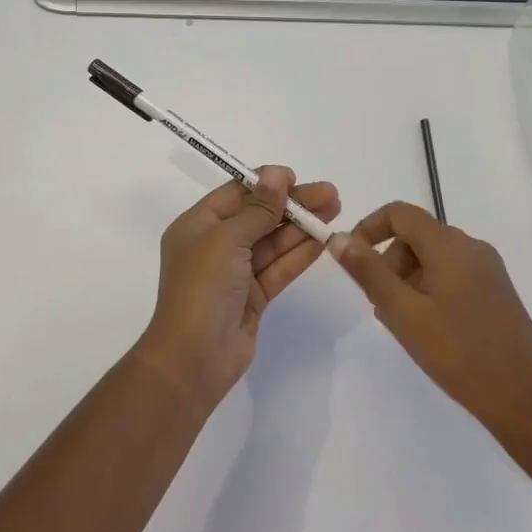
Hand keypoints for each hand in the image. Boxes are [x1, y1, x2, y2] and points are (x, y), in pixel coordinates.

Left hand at [135, 167, 340, 408]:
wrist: (195, 357)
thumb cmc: (203, 288)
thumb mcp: (227, 239)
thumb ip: (258, 208)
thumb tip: (277, 173)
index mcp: (197, 226)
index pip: (236, 194)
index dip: (267, 184)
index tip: (297, 178)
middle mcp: (215, 246)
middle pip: (259, 216)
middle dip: (293, 205)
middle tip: (331, 194)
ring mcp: (235, 273)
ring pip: (273, 242)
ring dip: (302, 226)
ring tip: (336, 210)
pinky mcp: (253, 297)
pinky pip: (279, 267)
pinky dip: (300, 253)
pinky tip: (324, 239)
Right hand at [329, 203, 531, 437]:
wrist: (526, 398)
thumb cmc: (458, 353)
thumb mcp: (403, 312)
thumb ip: (369, 272)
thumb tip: (339, 238)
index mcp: (449, 245)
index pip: (400, 213)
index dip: (369, 228)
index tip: (352, 260)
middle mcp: (471, 247)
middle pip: (416, 236)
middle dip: (388, 262)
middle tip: (379, 305)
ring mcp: (488, 269)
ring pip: (433, 258)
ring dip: (408, 279)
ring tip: (403, 324)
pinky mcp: (497, 291)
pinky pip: (453, 274)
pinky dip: (430, 289)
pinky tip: (429, 329)